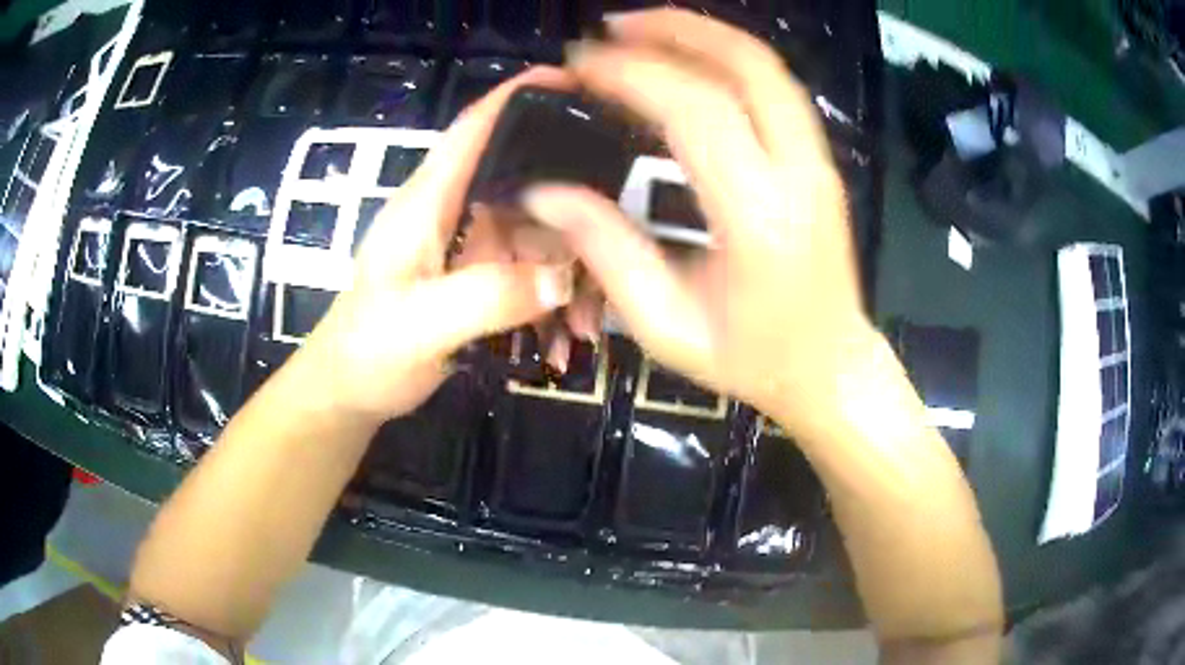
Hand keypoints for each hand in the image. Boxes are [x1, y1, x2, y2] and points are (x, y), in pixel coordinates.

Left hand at [300, 68, 578, 423]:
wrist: (351, 389)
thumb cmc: (369, 349)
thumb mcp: (420, 326)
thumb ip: (487, 298)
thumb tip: (564, 278)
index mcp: (428, 202)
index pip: (475, 128)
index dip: (520, 96)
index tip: (576, 82)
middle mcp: (454, 211)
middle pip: (529, 185)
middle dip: (574, 221)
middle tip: (611, 262)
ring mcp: (470, 244)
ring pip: (539, 236)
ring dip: (569, 280)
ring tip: (583, 329)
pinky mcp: (479, 275)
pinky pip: (532, 274)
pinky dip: (552, 305)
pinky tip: (561, 343)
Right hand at [523, 10, 876, 434]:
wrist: (831, 368)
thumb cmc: (751, 360)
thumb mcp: (666, 327)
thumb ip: (606, 251)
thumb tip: (545, 191)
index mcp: (759, 218)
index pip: (695, 111)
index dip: (631, 74)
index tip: (578, 64)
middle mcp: (799, 174)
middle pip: (746, 65)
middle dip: (673, 30)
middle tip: (610, 27)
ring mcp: (819, 161)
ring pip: (767, 67)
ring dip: (703, 34)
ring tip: (641, 30)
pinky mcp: (820, 160)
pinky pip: (775, 87)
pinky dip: (728, 58)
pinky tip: (687, 59)